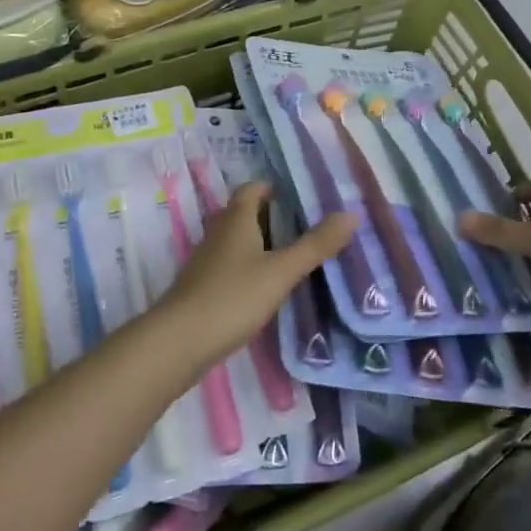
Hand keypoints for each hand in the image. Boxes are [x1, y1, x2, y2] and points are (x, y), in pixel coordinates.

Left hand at [159, 184, 355, 361]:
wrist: (179, 342)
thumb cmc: (233, 297)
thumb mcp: (281, 271)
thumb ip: (316, 245)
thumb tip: (351, 214)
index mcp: (236, 218)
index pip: (253, 189)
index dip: (275, 188)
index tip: (303, 199)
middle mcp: (218, 232)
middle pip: (245, 213)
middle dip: (273, 217)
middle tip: (307, 228)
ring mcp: (207, 260)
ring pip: (237, 240)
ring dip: (261, 243)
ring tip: (293, 256)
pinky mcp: (202, 286)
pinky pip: (230, 264)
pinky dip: (250, 267)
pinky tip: (266, 286)